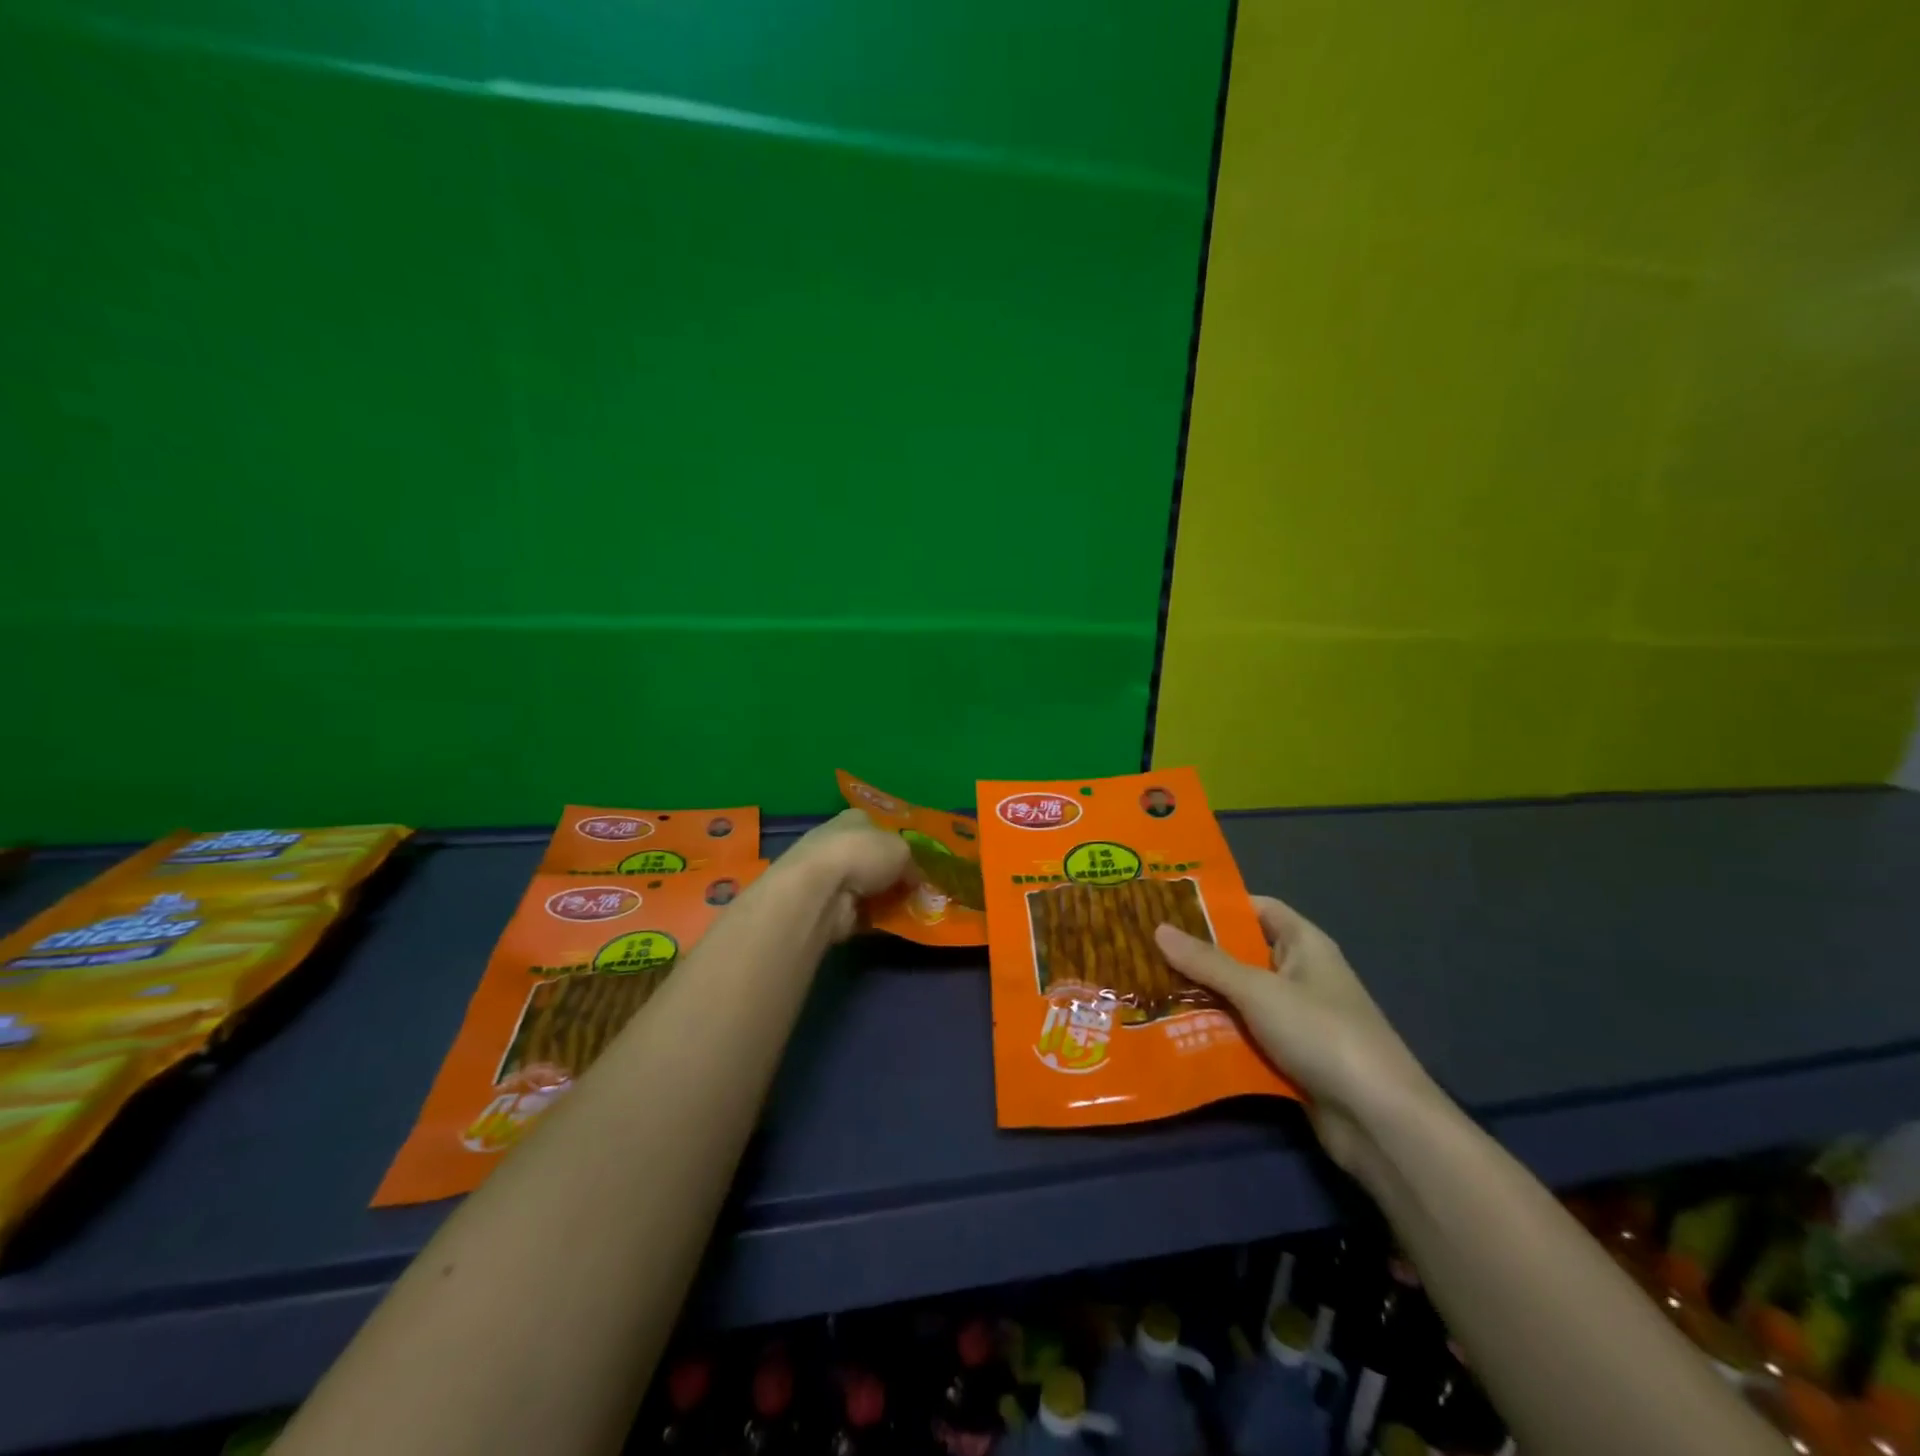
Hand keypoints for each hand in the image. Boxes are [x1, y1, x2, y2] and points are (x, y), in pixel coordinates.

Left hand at [777, 809, 914, 941]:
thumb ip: (912, 863)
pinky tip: (897, 924)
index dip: (898, 840)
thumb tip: (915, 879)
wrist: (821, 891)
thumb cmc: (862, 854)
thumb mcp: (901, 849)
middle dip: (894, 874)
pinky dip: (877, 918)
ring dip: (887, 898)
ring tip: (915, 908)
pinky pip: (862, 912)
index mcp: (854, 819)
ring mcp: (831, 877)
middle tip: (920, 887)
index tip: (918, 859)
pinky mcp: (829, 907)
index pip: (878, 826)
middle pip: (873, 859)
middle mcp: (840, 844)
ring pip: (868, 887)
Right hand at [1155, 897, 1436, 1182]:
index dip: (1216, 904)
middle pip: (1241, 953)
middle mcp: (1300, 974)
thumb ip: (1207, 962)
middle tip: (1143, 946)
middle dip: (1197, 953)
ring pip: (1238, 997)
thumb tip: (1158, 928)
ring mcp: (1295, 1018)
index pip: (1256, 908)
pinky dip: (1214, 1031)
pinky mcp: (1289, 1056)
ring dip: (1201, 995)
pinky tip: (1172, 1030)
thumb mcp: (1259, 991)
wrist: (1379, 1121)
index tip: (1167, 904)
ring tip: (1145, 985)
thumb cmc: (1322, 1034)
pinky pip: (1243, 1033)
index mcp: (1304, 944)